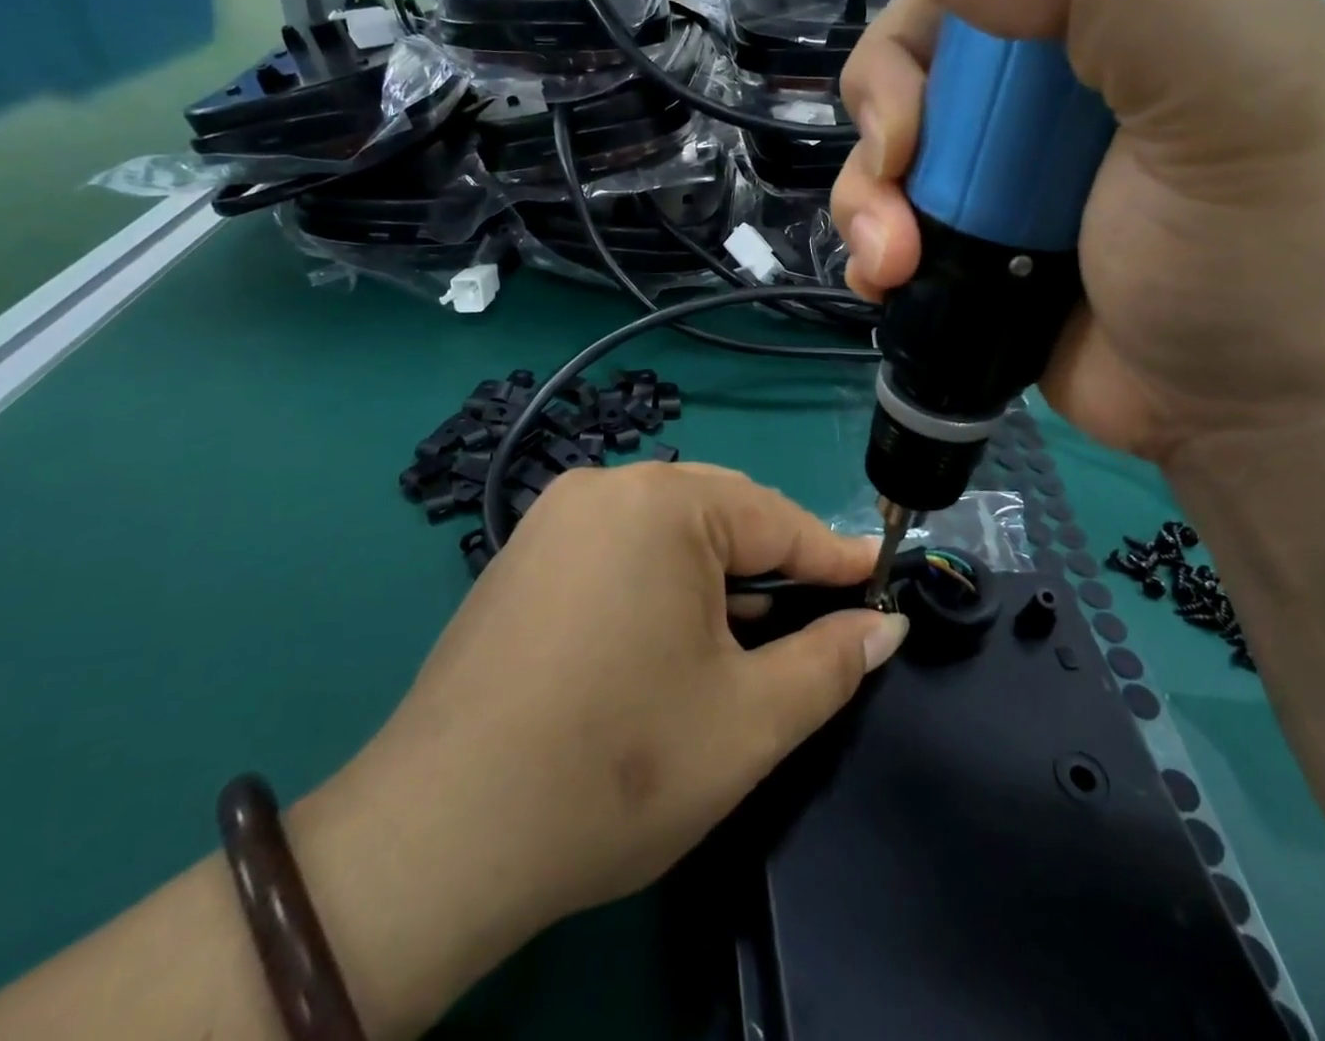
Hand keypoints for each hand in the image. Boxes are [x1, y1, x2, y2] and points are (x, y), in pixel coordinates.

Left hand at [300, 463, 907, 1033]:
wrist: (439, 837)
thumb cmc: (617, 768)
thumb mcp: (749, 719)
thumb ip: (831, 661)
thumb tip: (886, 626)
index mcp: (661, 503)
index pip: (776, 519)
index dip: (834, 556)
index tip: (880, 576)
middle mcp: (605, 487)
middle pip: (721, 512)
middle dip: (776, 562)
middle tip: (821, 611)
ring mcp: (555, 517)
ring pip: (669, 529)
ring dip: (720, 572)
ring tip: (756, 628)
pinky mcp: (525, 554)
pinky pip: (621, 546)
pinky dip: (664, 578)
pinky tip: (677, 631)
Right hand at [834, 0, 1324, 467]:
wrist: (1240, 420)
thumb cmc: (1262, 251)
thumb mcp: (1227, 83)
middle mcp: (1067, 50)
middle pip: (928, 14)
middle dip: (891, 88)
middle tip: (904, 156)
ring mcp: (1008, 146)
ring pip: (887, 119)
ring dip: (867, 186)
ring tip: (894, 252)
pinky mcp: (972, 224)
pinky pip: (884, 202)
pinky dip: (868, 236)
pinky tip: (885, 274)